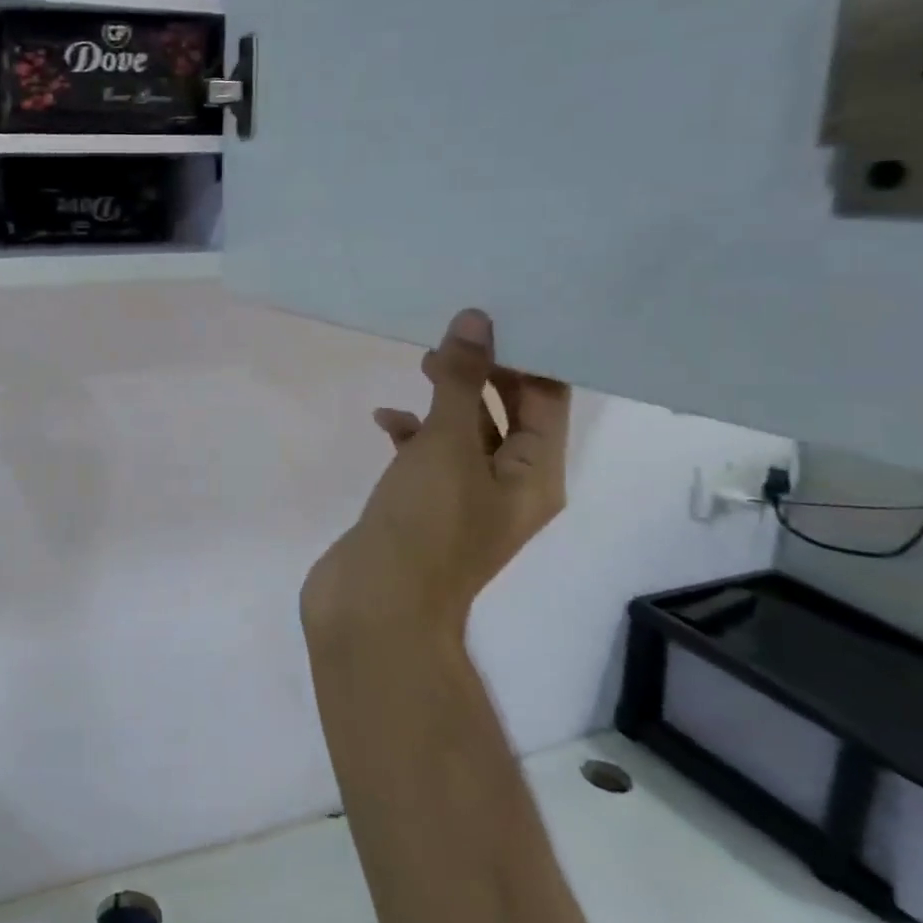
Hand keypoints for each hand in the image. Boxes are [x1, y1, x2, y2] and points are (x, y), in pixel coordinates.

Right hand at [306, 310, 570, 631]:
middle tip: (453, 333)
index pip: (547, 400)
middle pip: (507, 414)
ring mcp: (462, 500)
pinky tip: (384, 420)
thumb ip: (460, 383)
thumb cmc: (425, 526)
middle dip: (483, 372)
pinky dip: (410, 434)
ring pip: (463, 434)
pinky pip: (426, 457)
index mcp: (534, 476)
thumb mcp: (447, 446)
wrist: (375, 607)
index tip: (498, 314)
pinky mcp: (422, 508)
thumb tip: (476, 321)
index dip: (528, 357)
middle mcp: (508, 487)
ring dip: (445, 400)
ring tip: (420, 362)